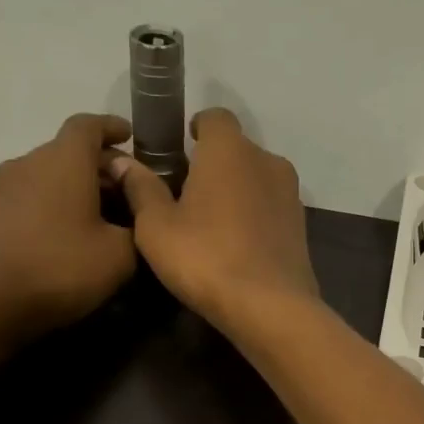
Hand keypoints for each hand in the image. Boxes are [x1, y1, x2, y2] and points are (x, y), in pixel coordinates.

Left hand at [0, 114, 136, 339]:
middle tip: (130, 192)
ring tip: (105, 217)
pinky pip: (34, 195)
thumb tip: (137, 217)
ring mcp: (5, 188)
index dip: (112, 127)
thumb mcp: (120, 255)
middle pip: (70, 150)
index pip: (88, 125)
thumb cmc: (60, 269)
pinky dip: (58, 203)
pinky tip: (74, 233)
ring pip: (51, 174)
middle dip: (102, 166)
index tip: (131, 137)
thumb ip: (138, 226)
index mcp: (64, 161)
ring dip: (79, 187)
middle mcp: (30, 162)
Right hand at [113, 109, 318, 332]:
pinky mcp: (301, 225)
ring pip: (257, 178)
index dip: (197, 128)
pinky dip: (254, 213)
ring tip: (211, 221)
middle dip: (214, 163)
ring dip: (236, 189)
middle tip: (186, 192)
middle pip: (237, 149)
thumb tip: (122, 161)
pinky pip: (271, 206)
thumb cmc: (205, 257)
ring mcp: (291, 193)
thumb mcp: (157, 226)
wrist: (270, 306)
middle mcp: (267, 161)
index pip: (215, 117)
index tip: (181, 148)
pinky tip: (236, 243)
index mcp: (230, 150)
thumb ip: (140, 188)